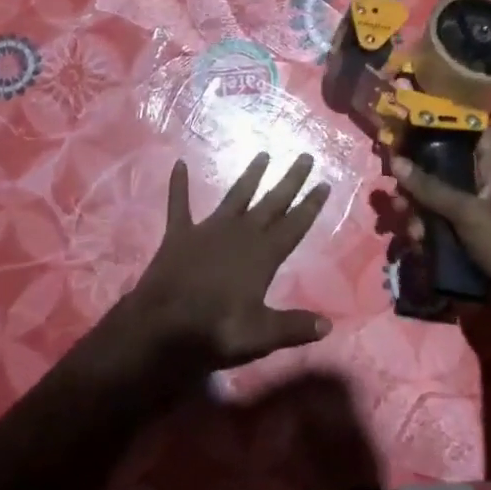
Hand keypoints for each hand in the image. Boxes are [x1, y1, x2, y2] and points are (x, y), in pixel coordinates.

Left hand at [115, 153, 333, 386]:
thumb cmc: (215, 330)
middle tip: (305, 156)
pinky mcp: (180, 233)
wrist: (161, 326)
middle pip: (272, 202)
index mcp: (263, 255)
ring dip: (250, 176)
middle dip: (290, 180)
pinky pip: (180, 203)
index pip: (294, 225)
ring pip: (236, 196)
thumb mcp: (260, 335)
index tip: (325, 183)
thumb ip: (294, 327)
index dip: (311, 205)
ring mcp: (209, 229)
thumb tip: (328, 325)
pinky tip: (178, 163)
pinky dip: (179, 184)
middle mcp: (240, 233)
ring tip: (263, 154)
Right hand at [389, 130, 490, 328]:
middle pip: (444, 168)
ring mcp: (470, 218)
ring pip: (434, 202)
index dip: (453, 118)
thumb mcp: (467, 211)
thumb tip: (395, 161)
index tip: (420, 113)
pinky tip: (414, 244)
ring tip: (403, 218)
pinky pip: (434, 230)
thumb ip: (431, 188)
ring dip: (415, 208)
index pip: (477, 132)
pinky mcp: (461, 244)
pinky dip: (422, 234)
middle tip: (396, 179)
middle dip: (417, 173)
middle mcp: (479, 189)